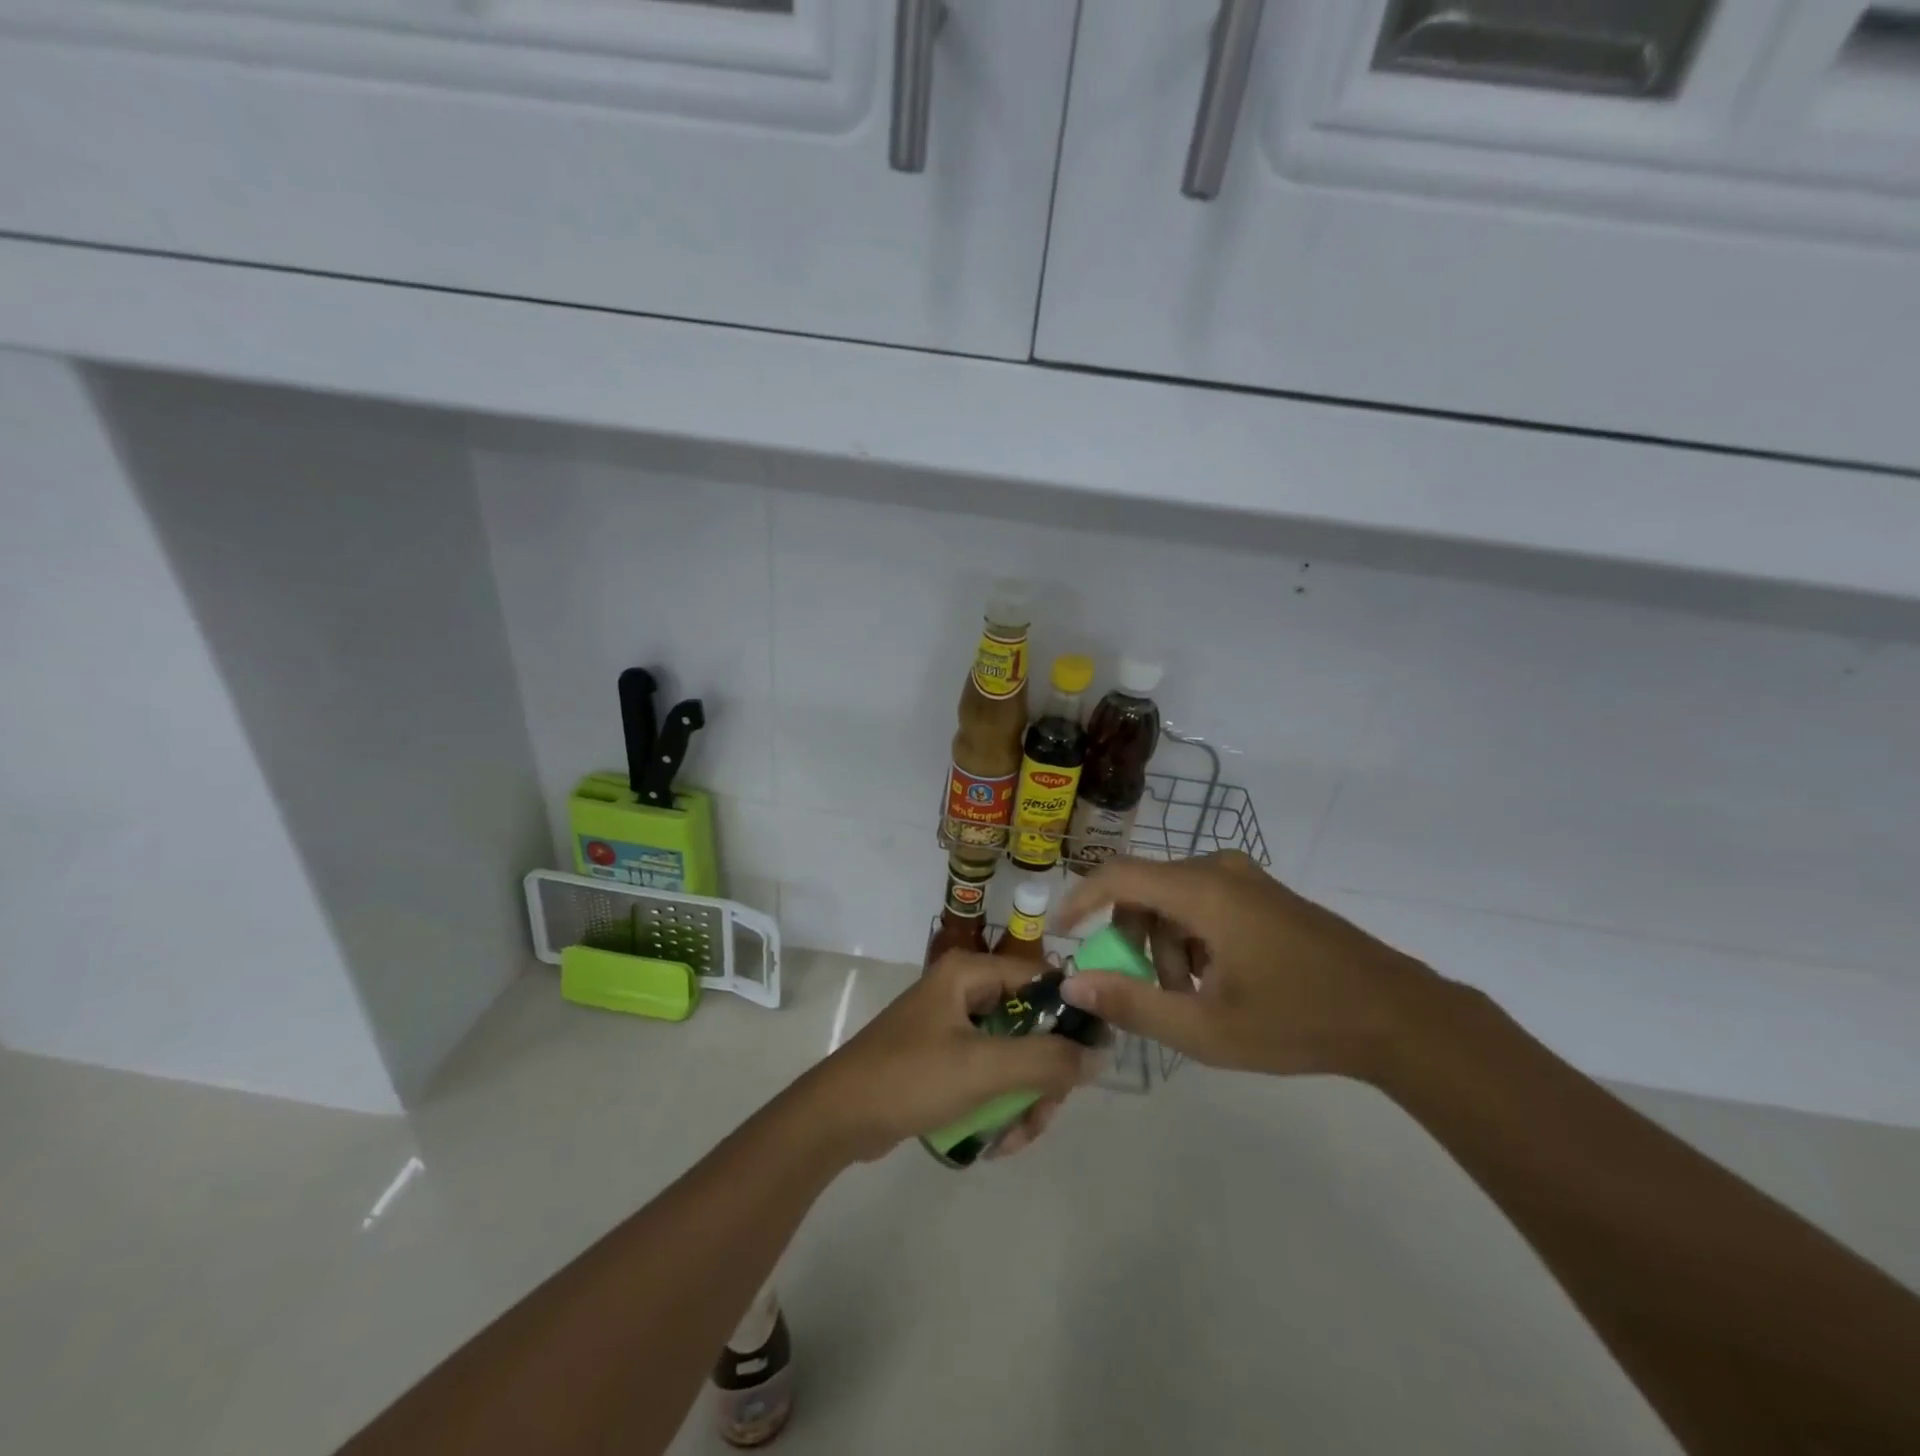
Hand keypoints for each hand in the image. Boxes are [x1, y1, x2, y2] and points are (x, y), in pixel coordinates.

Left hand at [802, 952, 1105, 1162]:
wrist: (838, 1118)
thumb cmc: (911, 1078)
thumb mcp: (984, 1068)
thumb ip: (1047, 1060)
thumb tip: (1100, 1053)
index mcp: (968, 974)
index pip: (1041, 979)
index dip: (1070, 1015)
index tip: (1089, 1061)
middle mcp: (963, 991)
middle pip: (1030, 1025)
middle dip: (1042, 1076)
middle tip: (1042, 1115)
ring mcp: (951, 1026)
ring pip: (1012, 1056)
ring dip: (1023, 1099)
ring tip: (1015, 1139)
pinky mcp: (943, 1059)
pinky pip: (989, 1075)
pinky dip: (999, 1105)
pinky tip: (995, 1142)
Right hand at [1056, 851, 1440, 1081]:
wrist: (1398, 1015)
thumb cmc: (1298, 1021)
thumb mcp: (1206, 1028)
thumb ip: (1133, 1003)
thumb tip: (1073, 982)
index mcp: (1202, 892)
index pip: (1117, 876)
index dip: (1079, 899)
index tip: (1059, 932)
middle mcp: (1219, 870)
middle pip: (1145, 891)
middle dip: (1134, 941)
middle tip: (1152, 992)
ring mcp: (1246, 879)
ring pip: (1174, 899)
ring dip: (1166, 945)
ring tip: (1193, 997)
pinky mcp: (1264, 894)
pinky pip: (1204, 902)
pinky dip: (1192, 938)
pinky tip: (1219, 981)